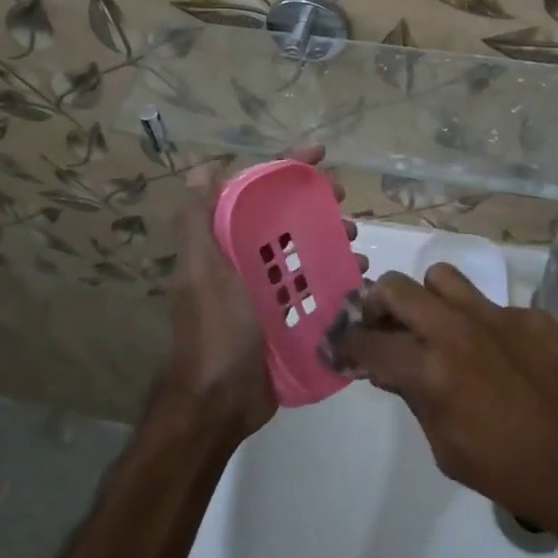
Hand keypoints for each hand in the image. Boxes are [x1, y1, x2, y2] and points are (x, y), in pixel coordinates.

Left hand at [162, 147, 363, 445]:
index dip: (286, 168)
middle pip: (287, 219)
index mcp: (225, 244)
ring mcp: (268, 291)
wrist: (219, 402)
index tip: (321, 155)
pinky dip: (338, 278)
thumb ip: (198, 221)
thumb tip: (202, 166)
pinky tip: (359, 278)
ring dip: (333, 241)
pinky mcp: (287, 317)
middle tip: (345, 201)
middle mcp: (246, 261)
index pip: (257, 193)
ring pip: (306, 252)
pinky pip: (317, 287)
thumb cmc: (214, 329)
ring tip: (357, 246)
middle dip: (317, 203)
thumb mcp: (202, 271)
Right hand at [326, 264, 557, 540]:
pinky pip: (491, 305)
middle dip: (376, 303)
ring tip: (435, 326)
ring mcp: (499, 316)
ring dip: (428, 299)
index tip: (338, 346)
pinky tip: (497, 357)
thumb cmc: (508, 471)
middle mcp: (459, 330)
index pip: (369, 343)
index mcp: (432, 370)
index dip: (345, 344)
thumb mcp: (444, 447)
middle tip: (380, 323)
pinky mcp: (532, 316)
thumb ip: (412, 395)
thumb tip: (387, 366)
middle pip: (397, 288)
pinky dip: (480, 324)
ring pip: (443, 278)